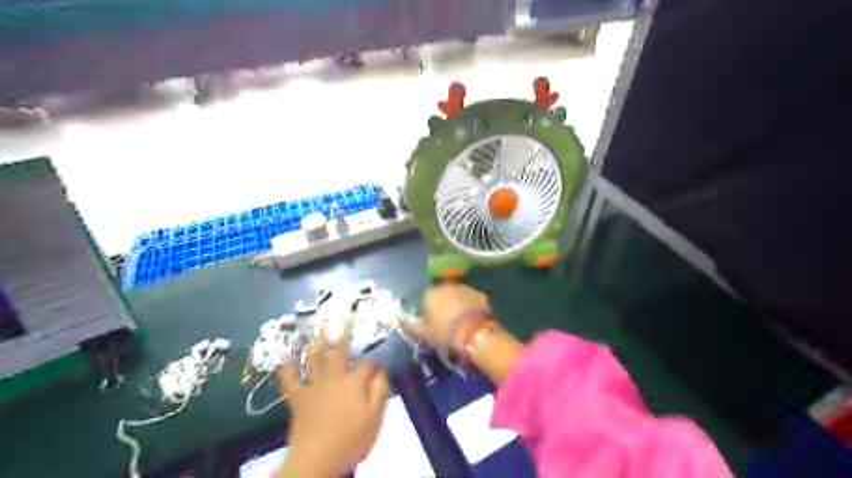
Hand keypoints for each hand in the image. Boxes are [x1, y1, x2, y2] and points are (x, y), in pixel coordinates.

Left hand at [279, 329, 390, 476]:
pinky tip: (285, 355)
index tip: (381, 363)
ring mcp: (314, 386)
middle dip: (344, 335)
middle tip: (345, 319)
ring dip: (317, 342)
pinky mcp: (298, 398)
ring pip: (315, 359)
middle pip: (340, 352)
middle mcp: (334, 378)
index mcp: (354, 383)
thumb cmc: (350, 441)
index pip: (368, 365)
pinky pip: (290, 380)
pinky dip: (287, 367)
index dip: (376, 362)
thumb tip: (381, 372)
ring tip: (318, 327)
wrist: (315, 461)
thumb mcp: (375, 419)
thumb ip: (380, 392)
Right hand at [406, 284, 489, 354]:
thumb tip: (404, 323)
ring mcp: (464, 288)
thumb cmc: (444, 332)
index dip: (428, 310)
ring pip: (457, 295)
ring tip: (461, 321)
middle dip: (443, 305)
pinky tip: (472, 319)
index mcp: (431, 293)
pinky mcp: (479, 294)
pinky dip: (470, 306)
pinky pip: (471, 299)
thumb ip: (411, 327)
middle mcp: (446, 286)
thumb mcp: (423, 334)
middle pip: (442, 294)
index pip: (425, 298)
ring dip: (457, 304)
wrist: (473, 333)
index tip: (432, 323)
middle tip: (447, 322)